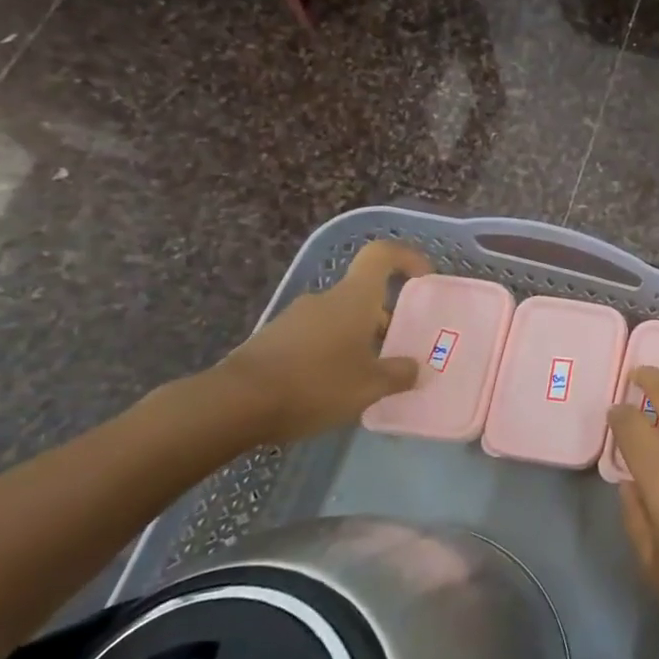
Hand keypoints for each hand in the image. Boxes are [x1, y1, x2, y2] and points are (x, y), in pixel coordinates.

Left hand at [214, 240, 432, 442]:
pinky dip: (332, 355)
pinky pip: (316, 339)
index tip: (424, 279)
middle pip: (364, 296)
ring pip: (340, 320)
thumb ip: (398, 375)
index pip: (381, 255)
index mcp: (354, 298)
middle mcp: (325, 300)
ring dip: (359, 341)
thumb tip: (415, 368)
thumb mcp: (369, 386)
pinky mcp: (273, 340)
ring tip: (368, 378)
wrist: (234, 403)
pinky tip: (333, 389)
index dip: (407, 258)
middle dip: (386, 320)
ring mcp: (295, 318)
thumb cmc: (315, 384)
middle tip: (400, 353)